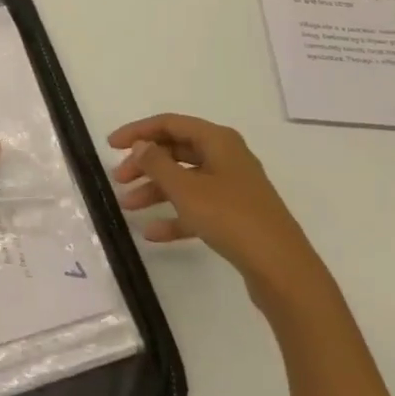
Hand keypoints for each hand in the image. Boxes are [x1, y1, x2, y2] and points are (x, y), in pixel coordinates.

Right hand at [109, 113, 328, 309]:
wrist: (283, 271)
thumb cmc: (231, 218)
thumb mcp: (186, 189)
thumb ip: (157, 164)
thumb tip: (140, 146)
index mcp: (218, 140)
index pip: (169, 124)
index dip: (138, 132)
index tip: (111, 146)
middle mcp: (226, 157)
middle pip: (176, 152)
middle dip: (145, 165)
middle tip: (119, 179)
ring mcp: (232, 188)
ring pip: (185, 181)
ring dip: (155, 191)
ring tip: (128, 206)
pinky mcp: (236, 217)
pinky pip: (197, 208)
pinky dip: (175, 216)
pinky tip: (152, 234)